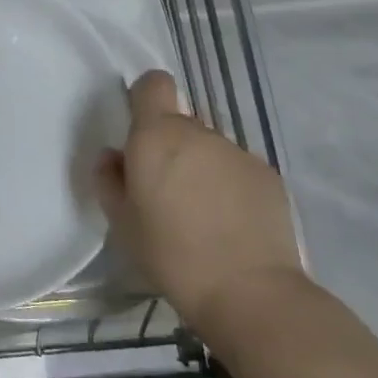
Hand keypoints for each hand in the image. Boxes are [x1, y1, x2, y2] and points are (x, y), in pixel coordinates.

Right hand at [95, 71, 302, 342]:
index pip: (154, 84)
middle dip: (171, 146)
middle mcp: (199, 133)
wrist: (249, 293)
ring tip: (201, 214)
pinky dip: (230, 186)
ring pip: (209, 147)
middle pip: (180, 122)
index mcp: (157, 136)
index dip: (145, 98)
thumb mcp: (121, 222)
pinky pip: (237, 169)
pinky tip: (230, 225)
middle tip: (166, 191)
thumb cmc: (171, 254)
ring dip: (201, 167)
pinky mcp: (268, 176)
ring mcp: (238, 152)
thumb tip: (113, 157)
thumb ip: (109, 179)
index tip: (140, 130)